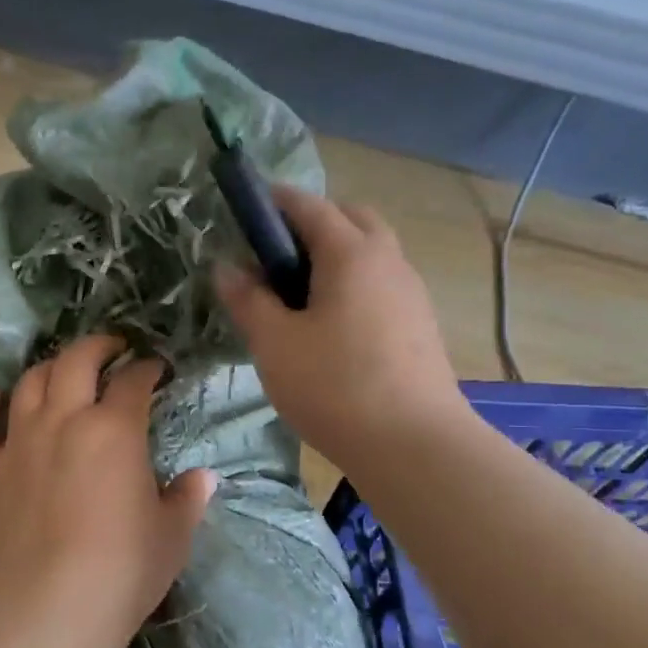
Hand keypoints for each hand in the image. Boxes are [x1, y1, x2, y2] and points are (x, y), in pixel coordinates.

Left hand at [0, 334, 216, 647]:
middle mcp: (63, 422)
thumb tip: (202, 479)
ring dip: (49, 368)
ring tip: (63, 371)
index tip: (156, 370)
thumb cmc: (123, 570)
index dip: (148, 369)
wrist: (51, 610)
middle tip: (113, 349)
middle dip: (98, 346)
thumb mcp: (172, 535)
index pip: (134, 382)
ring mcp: (17, 444)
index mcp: (114, 430)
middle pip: (76, 361)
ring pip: (27, 383)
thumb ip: (187, 500)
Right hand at [215, 185, 468, 470]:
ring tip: (301, 295)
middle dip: (314, 223)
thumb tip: (227, 268)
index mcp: (350, 253)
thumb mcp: (275, 343)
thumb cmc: (334, 385)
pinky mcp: (420, 325)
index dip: (276, 202)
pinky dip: (355, 285)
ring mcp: (411, 293)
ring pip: (372, 253)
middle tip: (278, 256)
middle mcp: (388, 260)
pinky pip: (382, 285)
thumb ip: (248, 301)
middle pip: (351, 219)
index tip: (249, 209)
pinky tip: (333, 327)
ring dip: (338, 256)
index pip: (309, 206)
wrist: (413, 445)